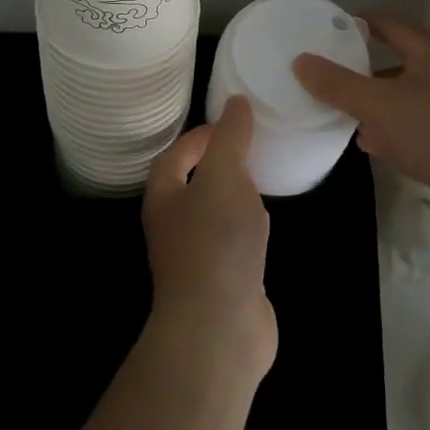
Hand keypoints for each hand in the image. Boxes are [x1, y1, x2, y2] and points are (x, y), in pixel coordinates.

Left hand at [142, 97, 276, 379]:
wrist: (219, 328)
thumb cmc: (215, 241)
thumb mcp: (225, 176)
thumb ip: (231, 137)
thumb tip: (236, 101)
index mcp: (164, 196)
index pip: (174, 155)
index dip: (198, 136)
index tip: (230, 123)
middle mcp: (172, 226)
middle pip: (190, 185)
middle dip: (217, 165)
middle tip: (249, 149)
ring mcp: (195, 258)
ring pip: (212, 215)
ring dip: (232, 198)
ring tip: (259, 182)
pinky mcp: (220, 283)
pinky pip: (231, 245)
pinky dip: (246, 230)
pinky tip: (265, 228)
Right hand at [292, 14, 429, 235]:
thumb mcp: (378, 105)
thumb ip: (337, 84)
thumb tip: (300, 61)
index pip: (390, 25)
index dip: (360, 23)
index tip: (332, 28)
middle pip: (400, 63)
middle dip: (366, 70)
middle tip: (334, 75)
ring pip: (409, 97)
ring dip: (380, 104)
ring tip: (347, 113)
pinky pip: (420, 125)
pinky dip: (395, 129)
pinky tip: (373, 144)